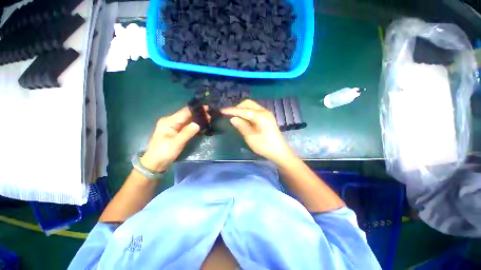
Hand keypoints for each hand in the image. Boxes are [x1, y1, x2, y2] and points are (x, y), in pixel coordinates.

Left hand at [141, 106, 207, 171]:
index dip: (196, 110)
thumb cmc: (164, 153)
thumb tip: (198, 124)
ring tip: (208, 119)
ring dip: (197, 119)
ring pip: (187, 119)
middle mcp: (170, 121)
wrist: (155, 163)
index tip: (207, 108)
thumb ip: (187, 133)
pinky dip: (194, 124)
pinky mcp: (176, 130)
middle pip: (186, 115)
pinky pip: (186, 125)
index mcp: (168, 121)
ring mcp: (173, 126)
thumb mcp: (176, 143)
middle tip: (210, 115)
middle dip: (198, 114)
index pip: (184, 112)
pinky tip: (201, 124)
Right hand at [221, 100, 295, 164]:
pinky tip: (245, 120)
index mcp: (260, 116)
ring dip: (243, 110)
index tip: (222, 111)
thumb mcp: (250, 137)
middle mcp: (264, 111)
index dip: (231, 110)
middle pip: (248, 104)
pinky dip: (248, 113)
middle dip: (238, 108)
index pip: (243, 111)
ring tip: (236, 118)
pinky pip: (255, 111)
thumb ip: (241, 126)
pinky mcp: (267, 117)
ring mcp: (267, 114)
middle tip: (231, 116)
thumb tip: (233, 118)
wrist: (280, 152)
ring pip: (252, 106)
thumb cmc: (265, 146)